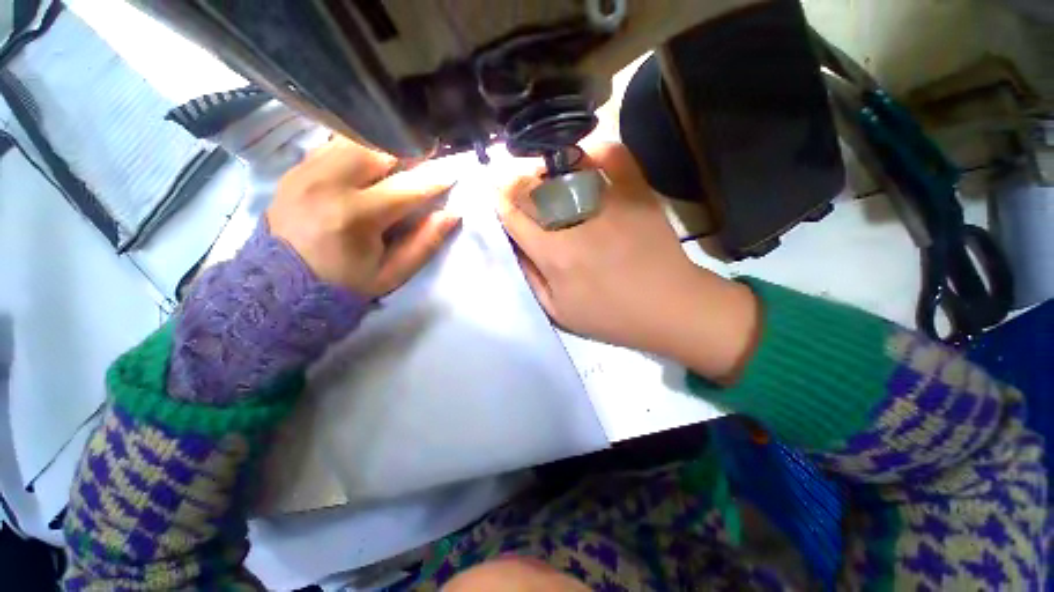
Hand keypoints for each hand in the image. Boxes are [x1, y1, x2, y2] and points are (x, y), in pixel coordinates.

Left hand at [268, 136, 459, 295]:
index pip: (407, 187)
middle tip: (425, 160)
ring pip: (354, 140)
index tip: (452, 173)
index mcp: (356, 216)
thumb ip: (425, 243)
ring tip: (398, 161)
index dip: (434, 180)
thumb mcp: (393, 273)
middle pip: (378, 149)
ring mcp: (306, 172)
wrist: (282, 288)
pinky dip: (357, 150)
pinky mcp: (294, 170)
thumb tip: (452, 214)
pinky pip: (333, 146)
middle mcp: (328, 184)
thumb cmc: (346, 284)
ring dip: (382, 148)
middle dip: (408, 152)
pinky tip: (368, 166)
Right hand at [498, 143, 758, 382]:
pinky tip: (586, 153)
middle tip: (509, 178)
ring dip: (546, 167)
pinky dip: (598, 149)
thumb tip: (515, 247)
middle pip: (534, 189)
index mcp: (554, 254)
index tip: (493, 191)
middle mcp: (576, 222)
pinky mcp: (637, 194)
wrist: (668, 307)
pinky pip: (615, 158)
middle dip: (514, 180)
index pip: (514, 217)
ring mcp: (609, 203)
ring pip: (566, 170)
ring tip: (540, 170)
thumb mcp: (558, 312)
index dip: (499, 201)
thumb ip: (531, 278)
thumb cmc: (610, 316)